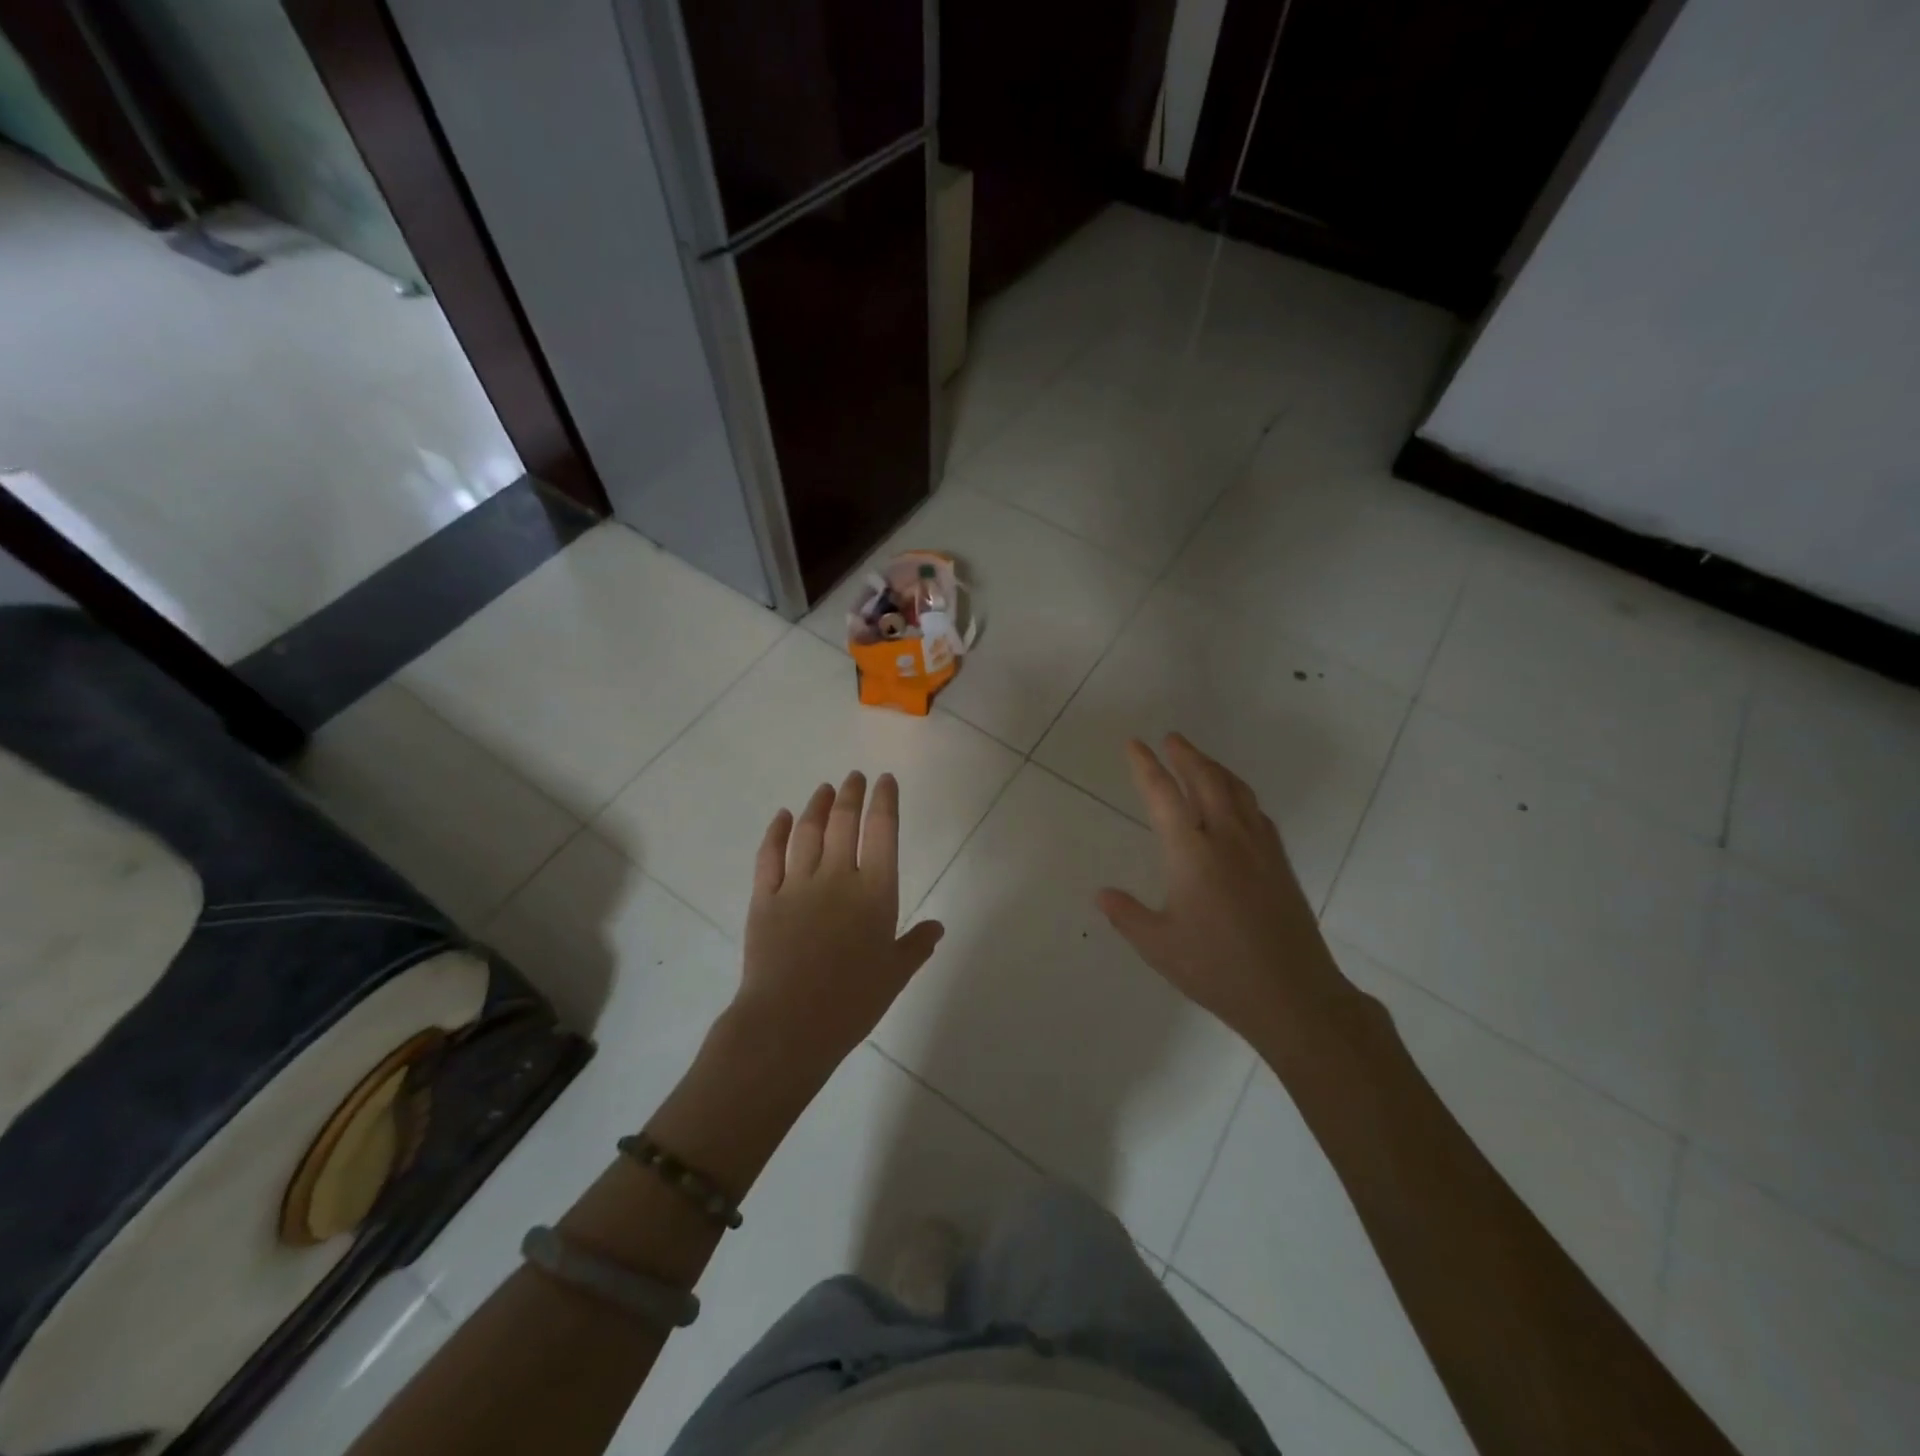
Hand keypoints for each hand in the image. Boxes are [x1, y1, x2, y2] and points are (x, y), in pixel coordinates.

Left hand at [732, 771, 943, 1078]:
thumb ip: (916, 945)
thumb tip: (937, 927)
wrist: (789, 1023)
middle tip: (854, 777)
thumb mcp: (896, 974)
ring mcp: (797, 884)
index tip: (884, 781)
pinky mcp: (764, 898)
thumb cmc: (852, 1002)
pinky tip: (783, 817)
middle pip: (844, 822)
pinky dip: (777, 832)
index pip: (883, 831)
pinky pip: (769, 855)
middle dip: (851, 794)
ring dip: (817, 805)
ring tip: (824, 789)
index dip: (884, 801)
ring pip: (808, 831)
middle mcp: (837, 877)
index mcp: (875, 892)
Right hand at [1096, 735, 1362, 1052]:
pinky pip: (1256, 812)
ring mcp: (1259, 849)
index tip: (1135, 745)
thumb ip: (1127, 915)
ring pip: (1236, 791)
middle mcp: (1227, 839)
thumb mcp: (1158, 946)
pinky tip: (1236, 803)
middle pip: (1206, 780)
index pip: (1163, 796)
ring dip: (1215, 768)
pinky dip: (1239, 793)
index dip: (1146, 767)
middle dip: (1186, 755)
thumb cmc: (1217, 969)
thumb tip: (1102, 894)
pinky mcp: (1280, 864)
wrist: (1293, 995)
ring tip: (1200, 759)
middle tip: (1171, 739)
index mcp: (1192, 854)